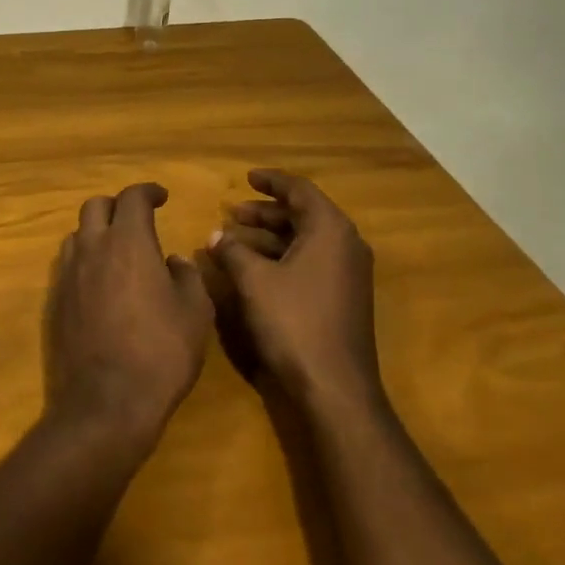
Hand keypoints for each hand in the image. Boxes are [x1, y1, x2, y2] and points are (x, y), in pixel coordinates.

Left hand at [45, 182, 212, 446]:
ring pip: (77, 234)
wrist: (106, 402)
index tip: (161, 197)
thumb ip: (187, 276)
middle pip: (95, 206)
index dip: (148, 191)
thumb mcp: (195, 312)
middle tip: (137, 220)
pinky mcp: (54, 302)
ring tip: (117, 250)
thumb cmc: (161, 352)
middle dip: (117, 206)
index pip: (132, 198)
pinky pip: (68, 266)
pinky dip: (85, 261)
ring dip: (97, 232)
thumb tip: (173, 261)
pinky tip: (101, 284)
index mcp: (129, 242)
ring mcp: (68, 275)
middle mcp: (92, 249)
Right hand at [208, 169, 381, 408]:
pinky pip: (311, 261)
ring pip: (306, 240)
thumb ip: (233, 251)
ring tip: (235, 239)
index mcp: (331, 230)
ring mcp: (348, 273)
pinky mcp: (344, 297)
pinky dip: (283, 257)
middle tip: (233, 212)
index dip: (271, 181)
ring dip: (271, 236)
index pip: (300, 190)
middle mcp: (346, 245)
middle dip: (266, 211)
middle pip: (304, 214)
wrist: (334, 387)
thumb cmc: (294, 322)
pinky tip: (254, 268)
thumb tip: (215, 236)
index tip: (247, 177)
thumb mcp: (254, 281)